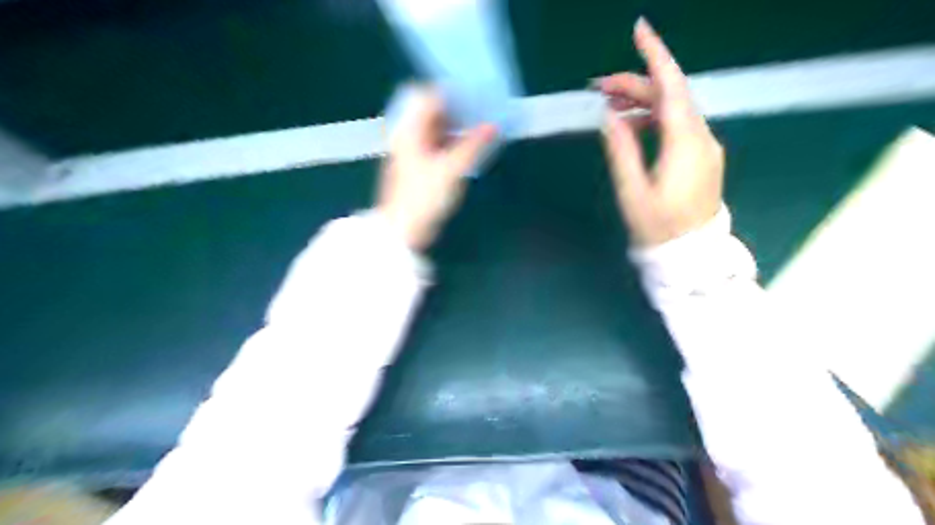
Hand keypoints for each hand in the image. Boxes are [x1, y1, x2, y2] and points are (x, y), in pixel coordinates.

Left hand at [376, 85, 499, 252]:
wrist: (404, 229)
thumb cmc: (423, 197)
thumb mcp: (451, 170)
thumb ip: (473, 145)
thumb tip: (492, 126)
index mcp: (410, 130)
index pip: (427, 95)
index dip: (451, 92)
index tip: (475, 94)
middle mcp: (410, 134)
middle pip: (433, 110)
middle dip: (458, 108)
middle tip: (483, 109)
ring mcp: (415, 150)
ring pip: (438, 127)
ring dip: (458, 125)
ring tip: (482, 125)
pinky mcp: (421, 164)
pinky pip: (439, 143)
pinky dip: (454, 140)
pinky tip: (472, 144)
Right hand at [594, 19, 726, 246]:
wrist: (689, 255)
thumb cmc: (658, 228)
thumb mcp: (632, 191)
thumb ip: (621, 151)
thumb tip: (610, 116)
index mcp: (685, 143)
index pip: (672, 86)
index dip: (655, 56)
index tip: (638, 30)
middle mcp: (701, 137)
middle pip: (670, 96)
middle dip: (635, 85)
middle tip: (598, 87)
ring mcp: (704, 147)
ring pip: (673, 110)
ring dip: (642, 103)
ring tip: (609, 105)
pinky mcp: (700, 157)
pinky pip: (677, 126)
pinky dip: (653, 119)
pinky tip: (631, 126)